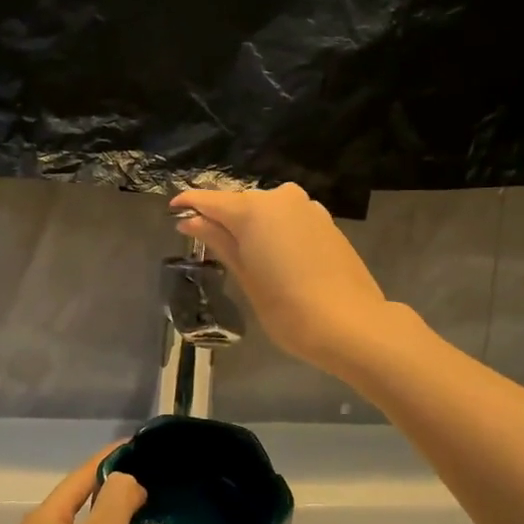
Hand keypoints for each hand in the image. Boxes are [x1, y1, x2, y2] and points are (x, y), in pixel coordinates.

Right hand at [171, 183, 398, 370]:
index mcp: (254, 210)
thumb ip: (219, 241)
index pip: (211, 200)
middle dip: (222, 218)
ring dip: (251, 225)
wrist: (350, 324)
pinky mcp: (326, 222)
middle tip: (205, 241)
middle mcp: (280, 198)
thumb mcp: (246, 276)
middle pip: (240, 202)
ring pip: (267, 209)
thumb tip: (190, 220)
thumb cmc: (287, 309)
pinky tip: (274, 256)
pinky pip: (289, 218)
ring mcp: (308, 208)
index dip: (189, 204)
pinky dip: (275, 230)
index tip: (172, 212)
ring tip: (241, 253)